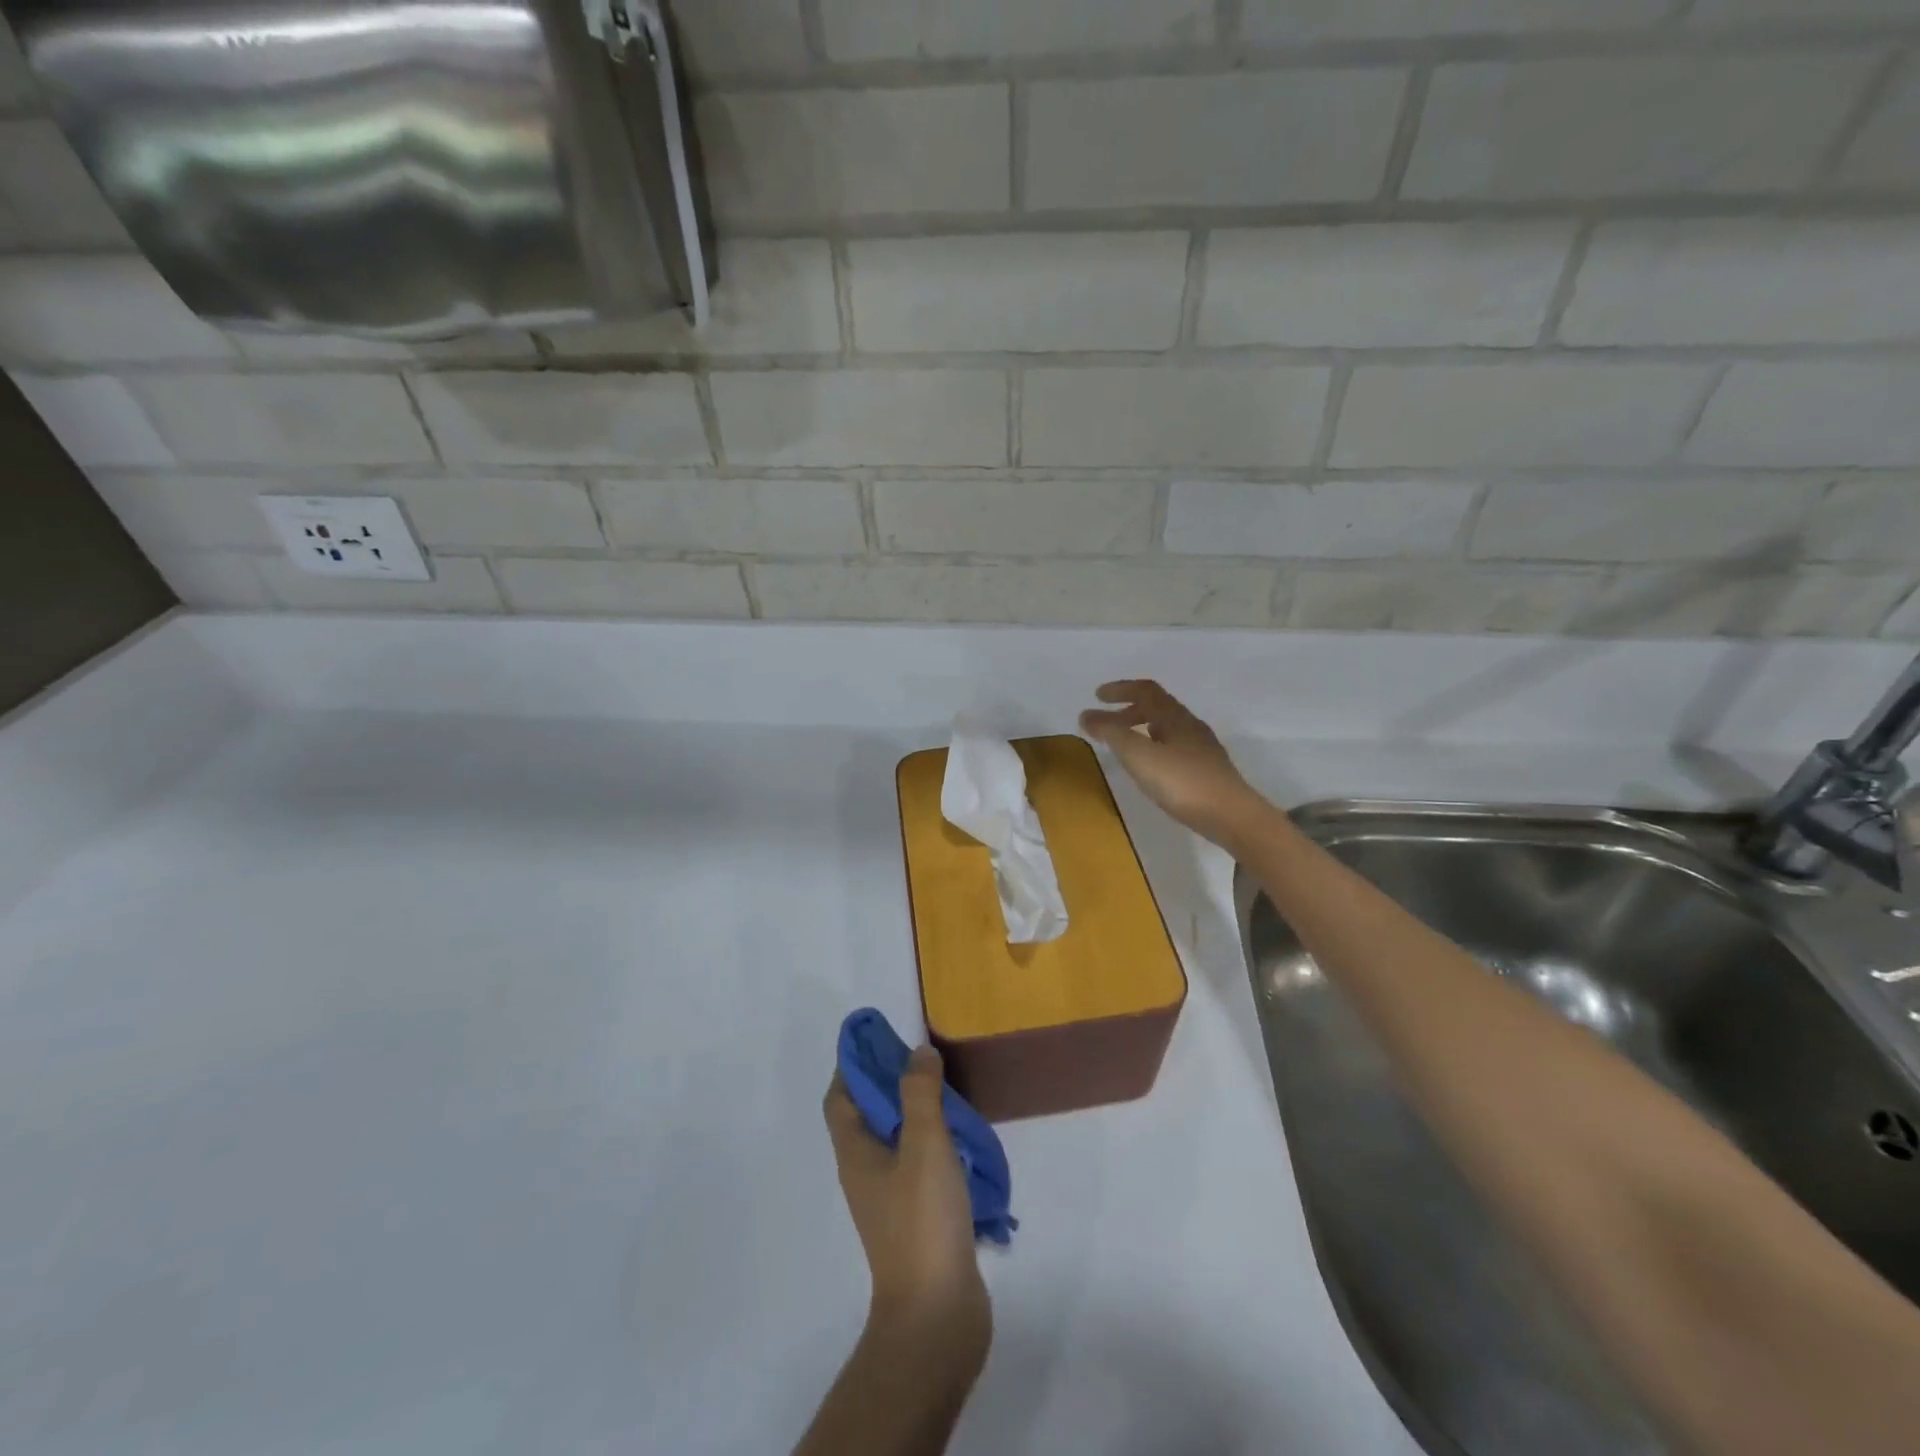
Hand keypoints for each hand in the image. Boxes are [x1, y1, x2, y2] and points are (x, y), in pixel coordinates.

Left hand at [823, 1048, 990, 1361]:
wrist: (936, 1316)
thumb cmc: (922, 1221)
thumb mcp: (924, 1145)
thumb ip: (920, 1094)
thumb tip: (917, 1052)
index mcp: (855, 1153)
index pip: (840, 1098)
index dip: (853, 1065)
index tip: (879, 1037)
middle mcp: (866, 1173)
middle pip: (868, 1116)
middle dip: (890, 1083)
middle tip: (924, 1059)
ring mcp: (891, 1200)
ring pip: (897, 1141)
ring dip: (917, 1113)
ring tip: (950, 1092)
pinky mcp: (917, 1220)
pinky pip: (920, 1167)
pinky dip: (936, 1145)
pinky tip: (965, 1141)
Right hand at [1080, 679, 1265, 846]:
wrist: (1232, 816)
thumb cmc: (1182, 782)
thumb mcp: (1139, 755)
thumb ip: (1111, 733)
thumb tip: (1086, 714)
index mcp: (1174, 717)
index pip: (1146, 690)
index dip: (1121, 689)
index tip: (1097, 696)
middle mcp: (1190, 726)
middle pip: (1158, 707)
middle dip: (1128, 710)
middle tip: (1106, 724)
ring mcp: (1202, 749)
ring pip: (1167, 728)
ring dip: (1142, 729)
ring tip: (1124, 746)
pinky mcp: (1207, 770)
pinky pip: (1175, 747)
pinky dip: (1154, 747)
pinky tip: (1151, 769)